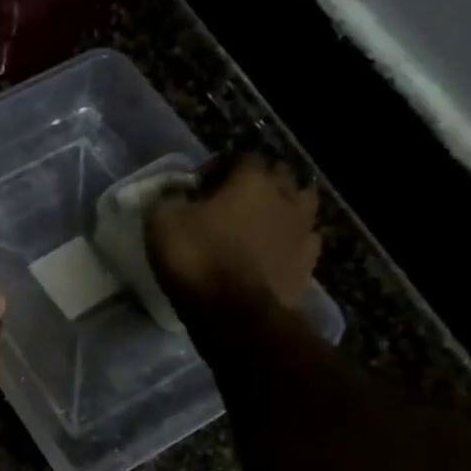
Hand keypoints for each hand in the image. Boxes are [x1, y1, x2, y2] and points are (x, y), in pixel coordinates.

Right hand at [147, 153, 321, 320]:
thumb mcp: (162, 222)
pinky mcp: (308, 263)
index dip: (219, 168)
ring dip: (282, 208)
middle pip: (278, 176)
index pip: (240, 157)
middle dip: (257, 183)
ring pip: (301, 205)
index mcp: (252, 179)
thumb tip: (176, 193)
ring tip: (259, 224)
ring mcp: (303, 230)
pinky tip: (275, 250)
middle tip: (231, 202)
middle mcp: (286, 197)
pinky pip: (304, 241)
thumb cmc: (197, 259)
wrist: (233, 313)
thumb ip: (169, 198)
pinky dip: (291, 241)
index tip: (199, 186)